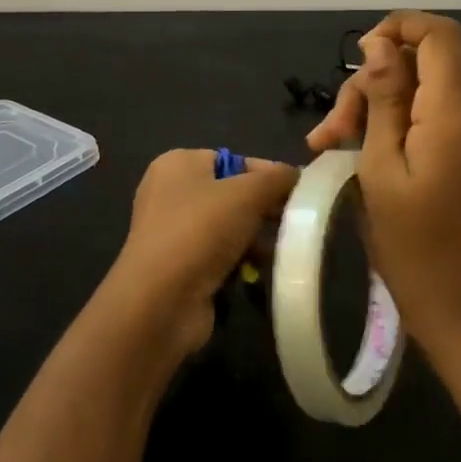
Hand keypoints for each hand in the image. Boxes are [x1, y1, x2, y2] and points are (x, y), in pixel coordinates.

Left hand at [107, 149, 298, 358]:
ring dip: (255, 239)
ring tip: (281, 251)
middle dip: (264, 209)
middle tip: (295, 224)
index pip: (234, 160)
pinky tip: (258, 272)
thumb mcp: (247, 193)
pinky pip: (218, 255)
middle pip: (231, 194)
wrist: (160, 301)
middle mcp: (170, 192)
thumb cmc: (201, 231)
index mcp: (178, 164)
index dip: (268, 175)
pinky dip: (239, 262)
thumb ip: (275, 178)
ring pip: (228, 227)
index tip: (299, 193)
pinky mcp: (178, 266)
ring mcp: (172, 231)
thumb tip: (295, 175)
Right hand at [307, 12, 460, 365]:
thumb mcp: (380, 165)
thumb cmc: (409, 242)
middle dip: (367, 86)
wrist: (456, 304)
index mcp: (454, 113)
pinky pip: (422, 116)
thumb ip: (383, 97)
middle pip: (417, 64)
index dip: (399, 26)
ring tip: (328, 147)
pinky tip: (352, 152)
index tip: (359, 55)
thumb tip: (380, 43)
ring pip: (414, 90)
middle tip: (329, 132)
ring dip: (369, 109)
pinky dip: (387, 126)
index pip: (440, 35)